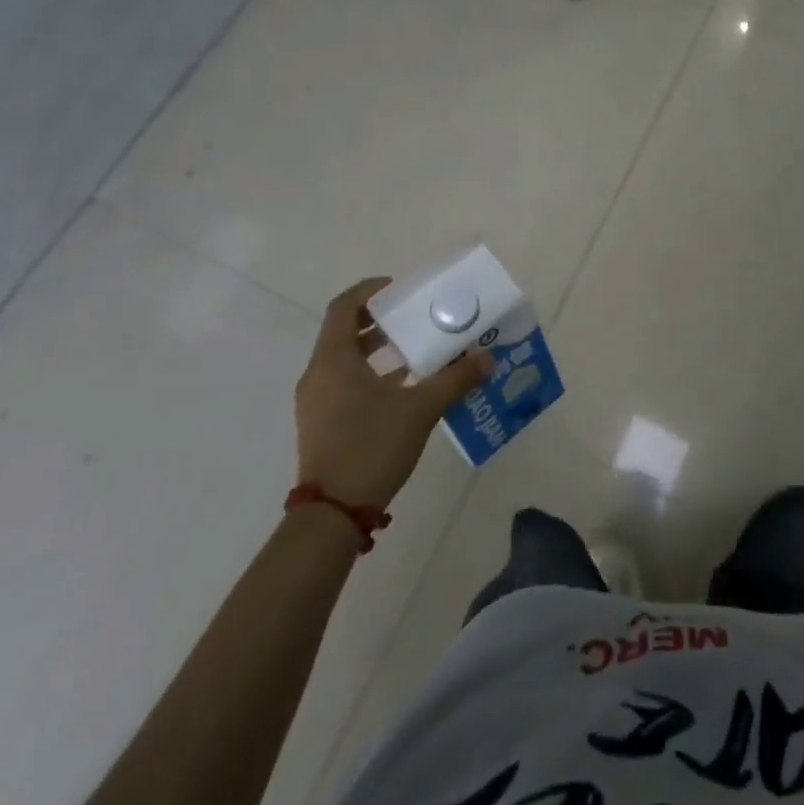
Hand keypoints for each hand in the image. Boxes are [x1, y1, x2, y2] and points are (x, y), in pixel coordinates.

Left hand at [293, 278, 491, 510]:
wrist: (332, 515)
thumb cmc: (371, 447)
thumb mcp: (420, 409)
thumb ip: (455, 379)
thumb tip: (486, 358)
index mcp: (334, 360)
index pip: (343, 307)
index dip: (370, 291)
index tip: (400, 289)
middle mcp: (319, 374)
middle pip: (344, 331)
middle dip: (381, 320)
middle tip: (415, 316)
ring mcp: (316, 401)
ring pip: (346, 359)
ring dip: (379, 349)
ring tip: (417, 349)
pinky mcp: (322, 423)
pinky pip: (346, 383)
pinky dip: (373, 374)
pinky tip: (406, 387)